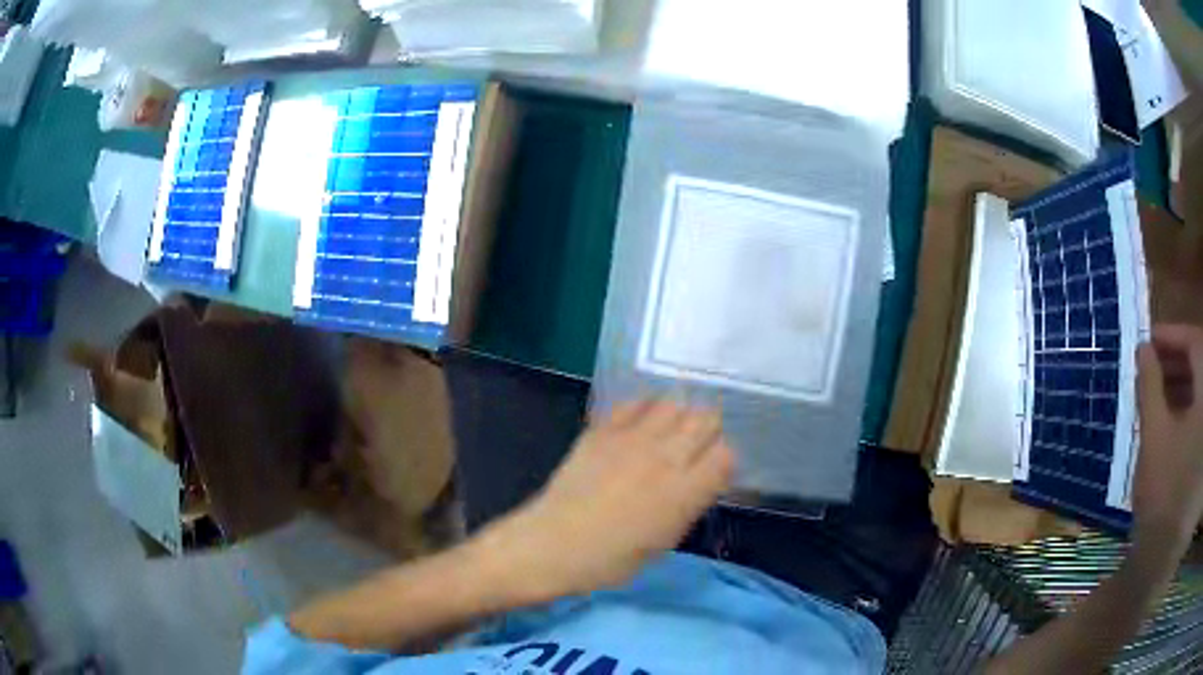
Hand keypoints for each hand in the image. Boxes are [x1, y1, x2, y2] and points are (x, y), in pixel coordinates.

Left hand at [477, 400, 734, 599]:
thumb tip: (700, 480)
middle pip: (706, 418)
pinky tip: (638, 426)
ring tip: (669, 433)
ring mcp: (632, 438)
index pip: (726, 454)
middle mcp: (665, 457)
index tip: (713, 472)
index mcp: (685, 492)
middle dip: (707, 431)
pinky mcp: (602, 429)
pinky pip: (635, 403)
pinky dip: (644, 410)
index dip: (723, 461)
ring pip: (675, 403)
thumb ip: (688, 504)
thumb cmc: (610, 560)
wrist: (552, 544)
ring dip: (678, 416)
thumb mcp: (664, 541)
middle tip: (694, 448)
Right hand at [1134, 325, 1202, 552]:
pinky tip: (1173, 419)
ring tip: (1160, 392)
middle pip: (1199, 361)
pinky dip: (1188, 407)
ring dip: (1182, 383)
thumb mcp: (1154, 438)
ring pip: (1200, 389)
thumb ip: (1150, 387)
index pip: (1193, 340)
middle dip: (1177, 358)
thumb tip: (1143, 349)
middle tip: (1152, 365)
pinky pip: (1199, 413)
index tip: (1148, 340)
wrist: (1167, 557)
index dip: (1171, 335)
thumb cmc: (1166, 493)